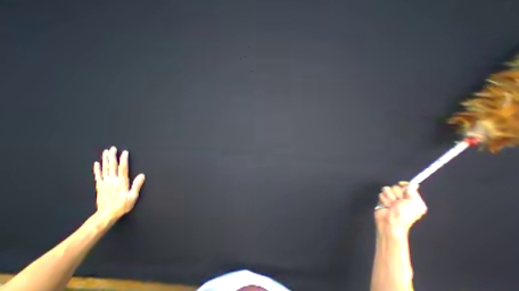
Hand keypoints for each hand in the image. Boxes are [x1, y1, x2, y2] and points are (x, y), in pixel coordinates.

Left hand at [92, 147, 143, 219]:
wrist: (105, 215)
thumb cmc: (121, 206)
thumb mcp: (132, 197)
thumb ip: (137, 185)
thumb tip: (142, 175)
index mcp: (121, 182)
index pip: (123, 168)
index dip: (124, 160)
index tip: (125, 152)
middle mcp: (112, 181)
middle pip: (112, 166)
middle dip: (112, 156)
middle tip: (112, 148)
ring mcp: (105, 183)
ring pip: (105, 169)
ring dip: (105, 160)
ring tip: (105, 152)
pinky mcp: (100, 186)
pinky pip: (98, 176)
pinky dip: (97, 169)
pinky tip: (96, 163)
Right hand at [375, 182, 427, 231]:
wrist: (390, 221)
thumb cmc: (404, 214)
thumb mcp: (415, 204)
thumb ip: (413, 192)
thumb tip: (412, 184)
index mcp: (412, 199)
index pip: (408, 186)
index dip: (404, 184)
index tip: (401, 184)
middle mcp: (402, 198)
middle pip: (395, 186)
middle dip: (395, 193)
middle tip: (398, 201)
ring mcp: (391, 199)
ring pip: (386, 189)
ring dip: (388, 197)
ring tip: (391, 205)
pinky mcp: (382, 200)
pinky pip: (380, 194)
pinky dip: (383, 200)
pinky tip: (386, 205)